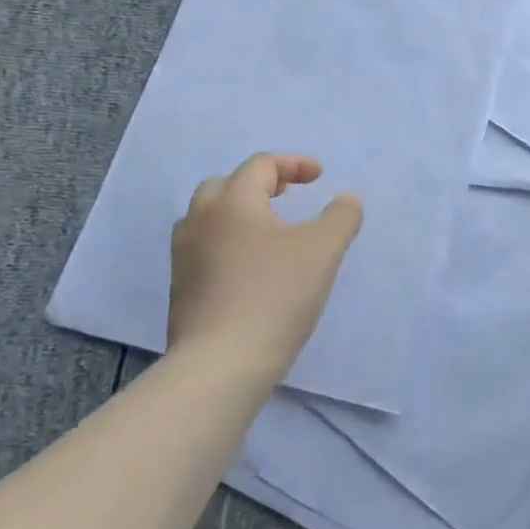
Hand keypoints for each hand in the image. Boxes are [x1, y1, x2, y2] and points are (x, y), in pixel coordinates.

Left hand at [168, 153, 362, 381]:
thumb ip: (341, 216)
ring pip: (210, 217)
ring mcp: (184, 256)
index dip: (294, 164)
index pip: (260, 165)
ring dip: (242, 212)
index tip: (320, 177)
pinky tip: (254, 266)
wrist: (221, 364)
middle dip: (261, 183)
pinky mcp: (182, 288)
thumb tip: (348, 198)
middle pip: (226, 185)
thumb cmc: (275, 295)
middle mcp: (199, 221)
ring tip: (272, 230)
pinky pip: (206, 247)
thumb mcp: (324, 250)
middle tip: (290, 195)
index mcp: (232, 202)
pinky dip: (231, 241)